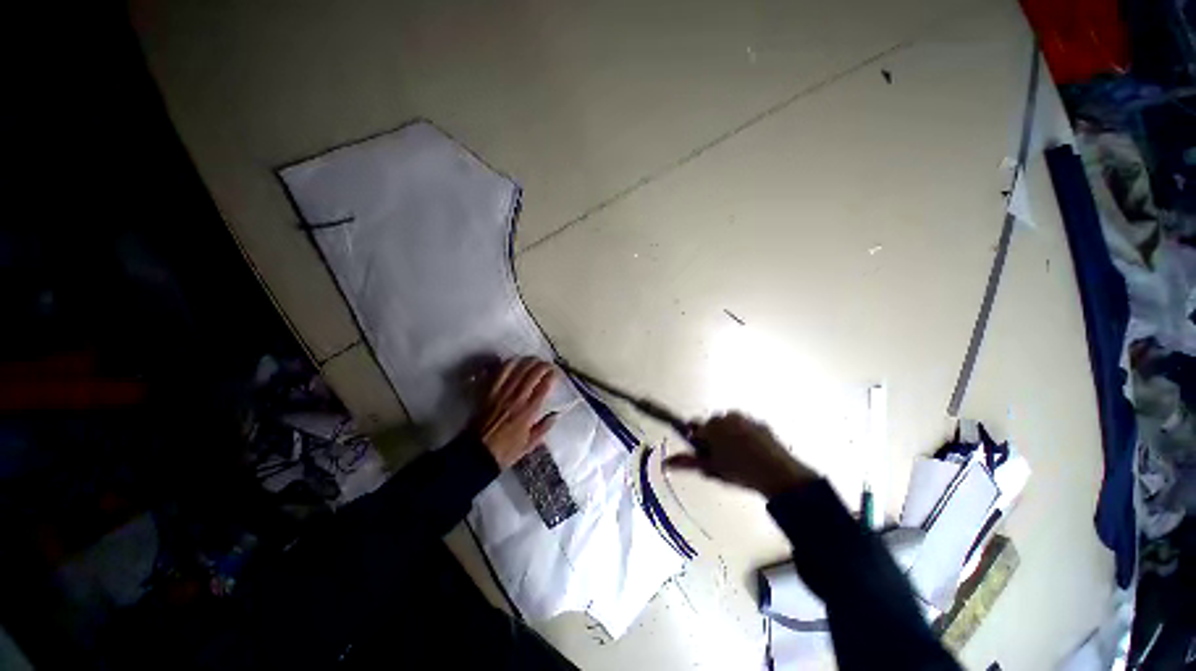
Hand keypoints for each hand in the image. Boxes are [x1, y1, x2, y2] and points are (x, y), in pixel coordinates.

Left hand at [472, 357, 557, 468]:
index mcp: (528, 412)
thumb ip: (544, 428)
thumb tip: (556, 414)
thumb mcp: (530, 445)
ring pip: (516, 369)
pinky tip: (514, 361)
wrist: (477, 454)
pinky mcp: (489, 392)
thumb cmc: (506, 451)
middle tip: (547, 364)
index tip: (555, 372)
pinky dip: (508, 364)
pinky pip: (499, 373)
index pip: (544, 386)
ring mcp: (501, 394)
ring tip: (533, 359)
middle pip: (532, 373)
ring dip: (527, 361)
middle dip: (542, 365)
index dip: (551, 376)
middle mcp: (516, 399)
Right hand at [665, 412, 816, 498]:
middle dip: (714, 438)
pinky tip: (753, 454)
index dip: (699, 443)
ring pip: (729, 425)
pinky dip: (746, 437)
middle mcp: (725, 416)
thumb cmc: (739, 470)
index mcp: (711, 426)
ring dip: (730, 436)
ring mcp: (745, 418)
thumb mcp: (710, 468)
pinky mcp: (760, 423)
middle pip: (712, 425)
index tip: (707, 456)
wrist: (778, 473)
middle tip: (723, 460)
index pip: (694, 429)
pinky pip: (747, 427)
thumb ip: (687, 463)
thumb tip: (665, 462)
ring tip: (740, 458)